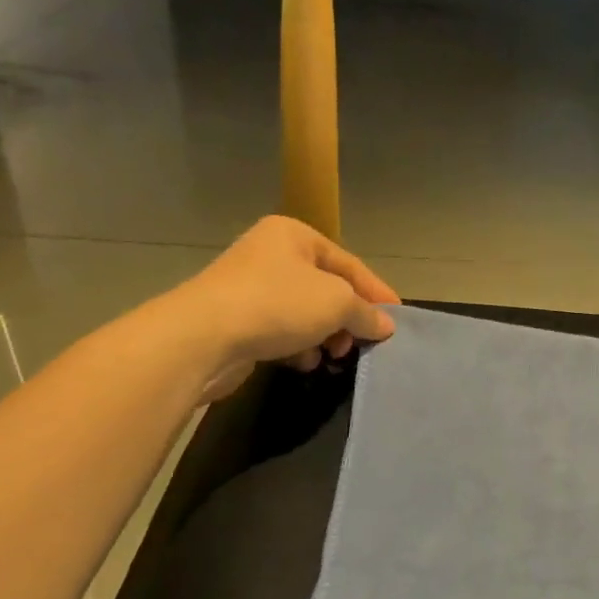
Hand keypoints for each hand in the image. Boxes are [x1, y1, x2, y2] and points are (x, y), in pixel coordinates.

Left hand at [168, 216, 399, 399]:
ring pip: (305, 314)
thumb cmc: (277, 304)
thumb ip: (367, 312)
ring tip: (333, 356)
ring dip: (324, 337)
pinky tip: (303, 363)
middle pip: (327, 290)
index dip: (377, 293)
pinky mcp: (237, 321)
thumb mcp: (337, 302)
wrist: (201, 337)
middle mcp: (271, 255)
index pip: (350, 264)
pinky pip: (281, 331)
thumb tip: (385, 325)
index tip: (396, 320)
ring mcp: (251, 288)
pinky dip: (297, 347)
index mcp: (294, 235)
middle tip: (361, 343)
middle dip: (348, 319)